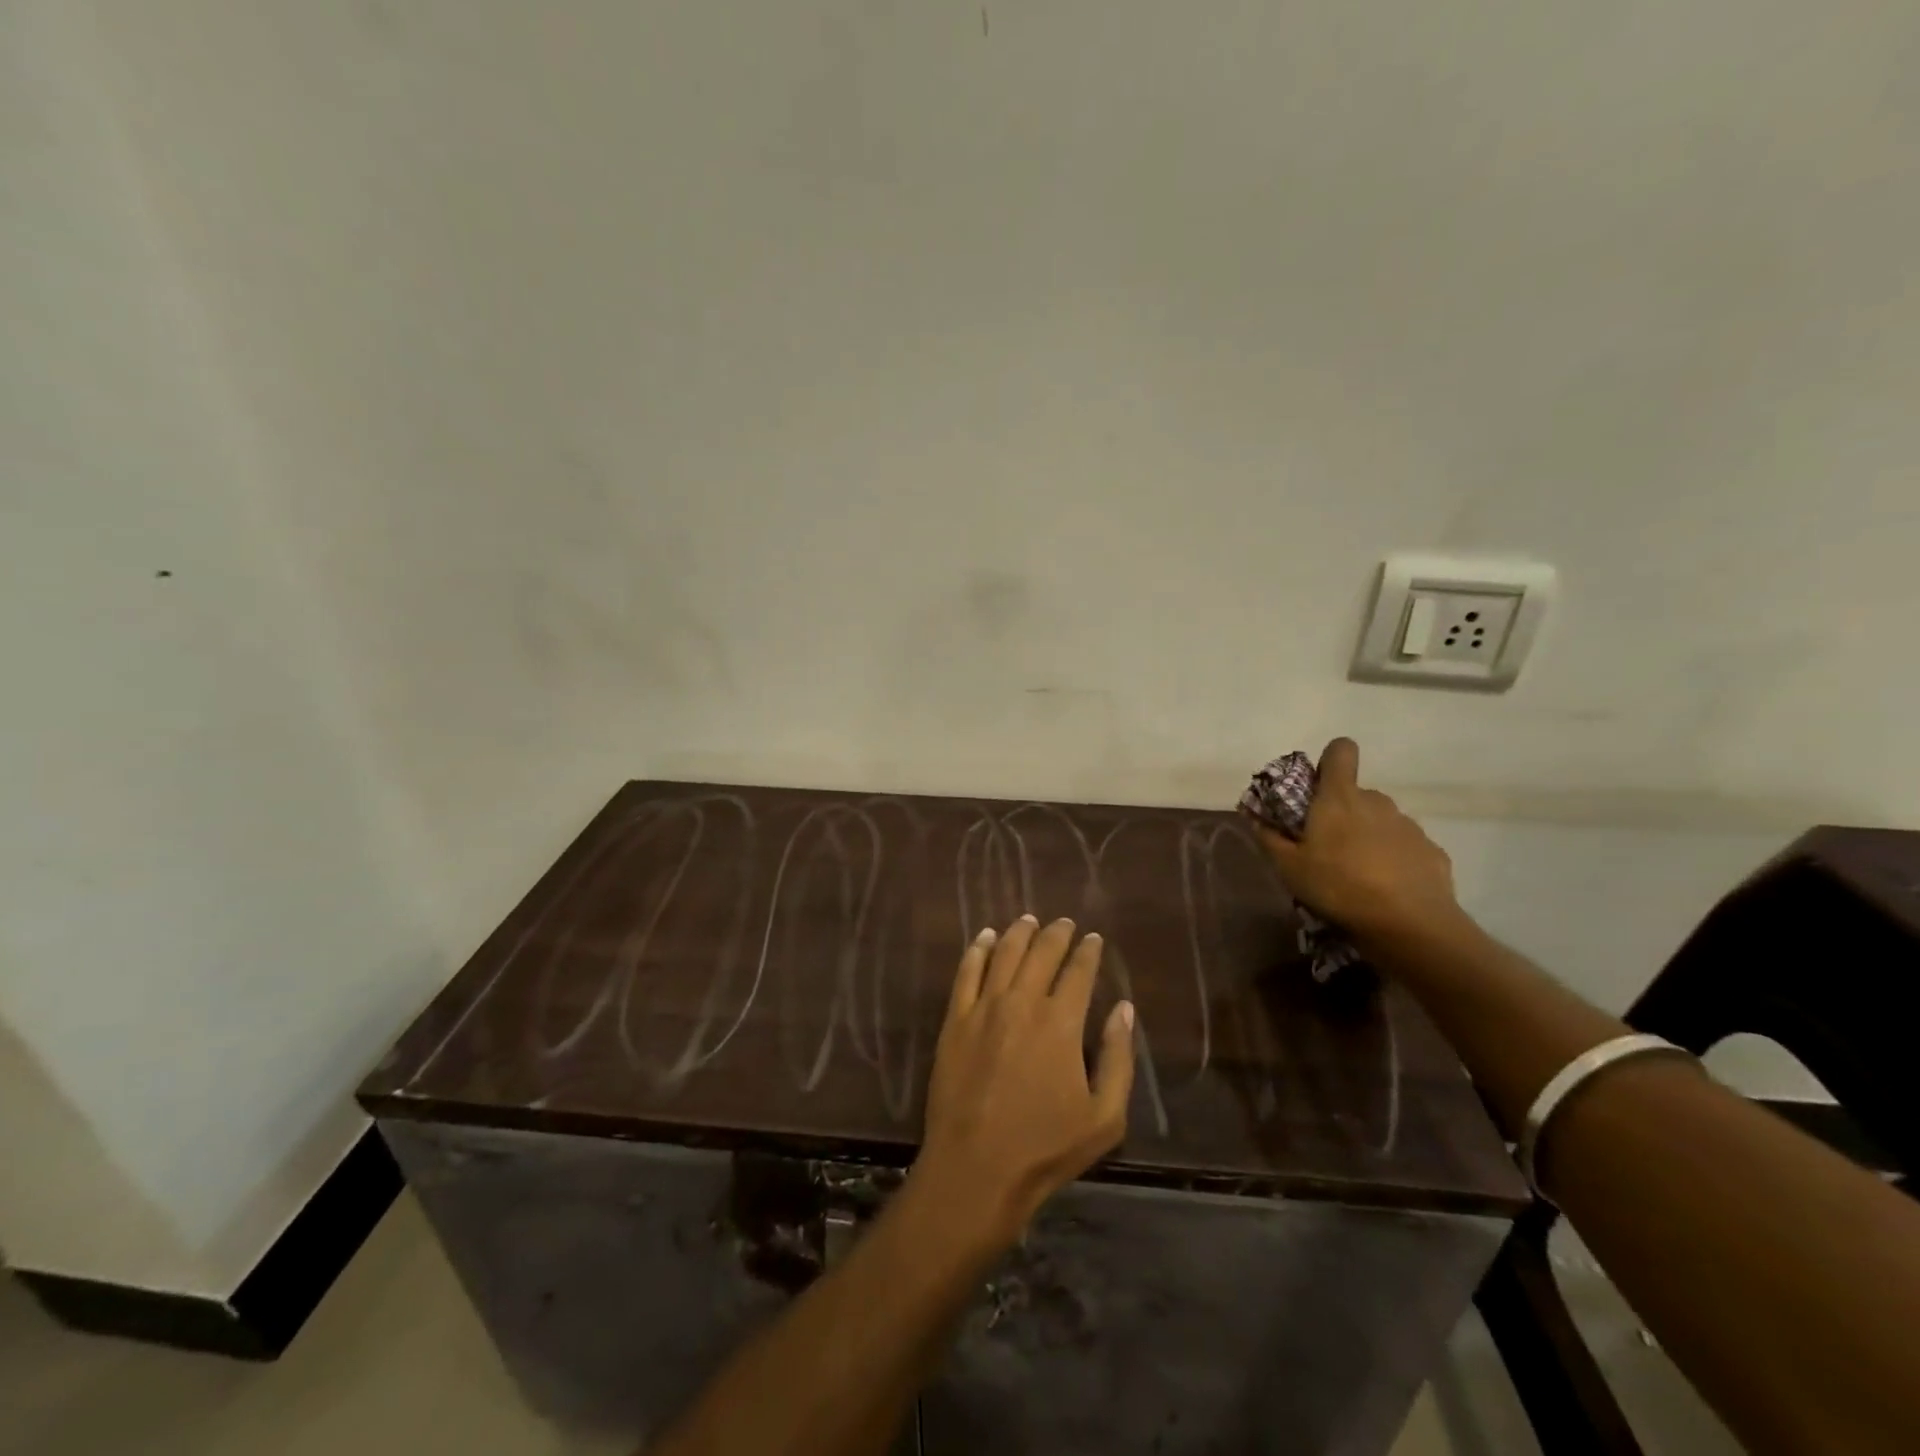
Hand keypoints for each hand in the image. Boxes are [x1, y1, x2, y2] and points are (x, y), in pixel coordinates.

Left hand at [912, 915, 1135, 1244]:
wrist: (976, 1168)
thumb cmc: (1046, 1148)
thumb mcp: (1104, 1117)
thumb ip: (1119, 1058)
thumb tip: (1124, 1009)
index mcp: (1061, 1023)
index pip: (1078, 972)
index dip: (1088, 952)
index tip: (1093, 939)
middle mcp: (1022, 1002)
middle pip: (1041, 953)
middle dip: (1056, 934)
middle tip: (1064, 923)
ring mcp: (984, 1008)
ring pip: (1004, 954)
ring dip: (1019, 932)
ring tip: (1029, 920)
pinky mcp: (955, 1020)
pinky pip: (967, 972)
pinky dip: (977, 949)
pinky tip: (984, 937)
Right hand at [1248, 737, 1462, 944]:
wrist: (1410, 925)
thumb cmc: (1339, 886)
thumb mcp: (1289, 868)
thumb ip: (1269, 838)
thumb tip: (1255, 817)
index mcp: (1340, 798)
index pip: (1340, 751)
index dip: (1329, 760)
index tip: (1318, 785)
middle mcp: (1377, 802)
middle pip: (1356, 794)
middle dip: (1342, 812)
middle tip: (1326, 847)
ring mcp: (1409, 826)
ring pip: (1381, 821)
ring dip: (1368, 837)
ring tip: (1357, 874)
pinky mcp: (1432, 851)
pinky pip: (1404, 847)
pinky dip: (1393, 860)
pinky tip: (1387, 889)